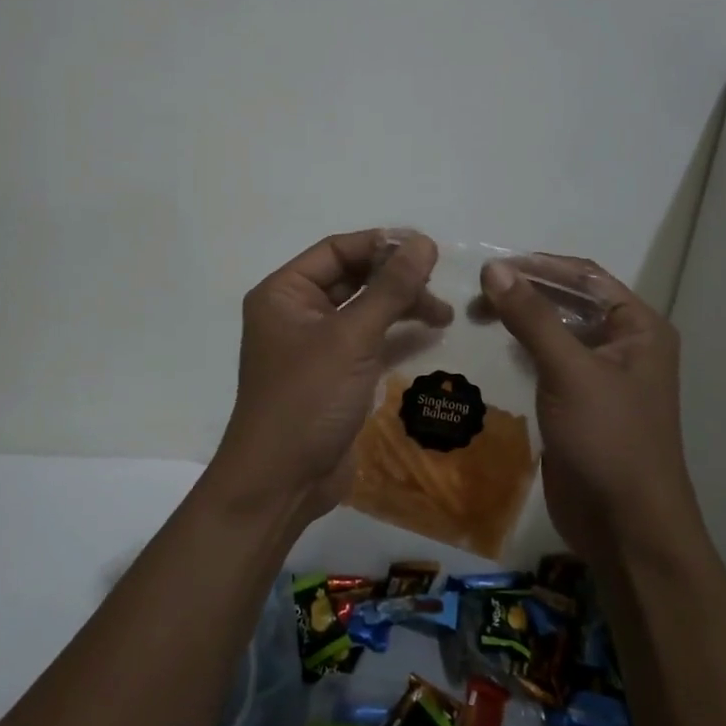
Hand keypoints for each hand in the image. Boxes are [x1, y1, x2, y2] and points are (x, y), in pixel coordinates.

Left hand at [214, 230, 452, 526]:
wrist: (282, 483)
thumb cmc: (307, 399)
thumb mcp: (351, 338)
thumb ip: (389, 289)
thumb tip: (423, 242)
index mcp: (283, 293)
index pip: (336, 250)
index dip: (380, 244)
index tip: (427, 248)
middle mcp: (296, 313)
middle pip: (352, 278)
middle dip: (395, 278)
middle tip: (439, 283)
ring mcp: (315, 346)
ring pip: (363, 310)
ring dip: (401, 306)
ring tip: (443, 313)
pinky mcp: (334, 375)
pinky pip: (368, 341)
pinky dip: (396, 335)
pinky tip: (429, 334)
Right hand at [481, 255, 702, 556]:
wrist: (626, 527)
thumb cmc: (609, 440)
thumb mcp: (569, 371)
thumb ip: (532, 316)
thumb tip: (493, 267)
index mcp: (638, 328)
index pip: (585, 278)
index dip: (539, 266)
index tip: (490, 265)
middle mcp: (624, 345)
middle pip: (570, 301)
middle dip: (526, 292)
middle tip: (476, 295)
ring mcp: (602, 376)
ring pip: (557, 331)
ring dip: (521, 320)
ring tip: (476, 314)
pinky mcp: (580, 403)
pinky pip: (549, 362)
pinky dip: (522, 349)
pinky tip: (494, 346)